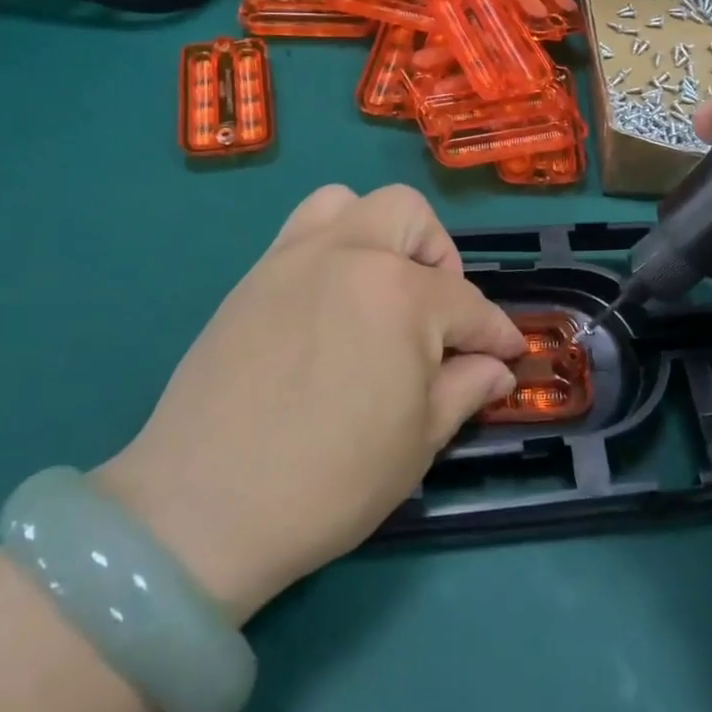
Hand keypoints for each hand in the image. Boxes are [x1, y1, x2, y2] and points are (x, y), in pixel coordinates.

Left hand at [99, 185, 523, 623]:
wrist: (201, 508)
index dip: (496, 333)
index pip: (467, 304)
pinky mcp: (252, 277)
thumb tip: (496, 367)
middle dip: (440, 258)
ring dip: (380, 234)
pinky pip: (302, 232)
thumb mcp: (417, 442)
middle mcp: (348, 255)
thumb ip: (465, 388)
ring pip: (349, 203)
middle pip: (410, 215)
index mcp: (400, 294)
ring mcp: (292, 258)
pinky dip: (332, 247)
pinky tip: (332, 306)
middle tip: (437, 314)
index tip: (509, 353)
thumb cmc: (329, 481)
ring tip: (382, 290)